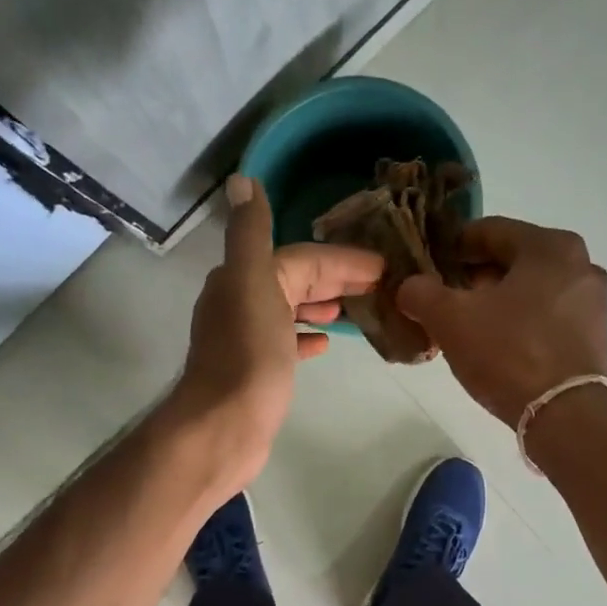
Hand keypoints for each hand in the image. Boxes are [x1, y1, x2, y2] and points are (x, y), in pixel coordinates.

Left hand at [167, 175, 384, 488]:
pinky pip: (285, 343)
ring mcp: (246, 340)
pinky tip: (325, 344)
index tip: (381, 265)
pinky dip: (305, 337)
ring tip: (354, 308)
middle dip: (334, 278)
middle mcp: (239, 302)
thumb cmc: (247, 356)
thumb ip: (250, 233)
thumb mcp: (252, 284)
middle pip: (295, 281)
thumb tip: (242, 180)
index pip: (299, 258)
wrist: (225, 425)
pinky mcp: (255, 372)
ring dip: (320, 305)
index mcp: (242, 278)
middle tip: (380, 284)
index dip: (340, 259)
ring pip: (290, 310)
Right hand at [396, 217, 606, 425]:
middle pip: (512, 261)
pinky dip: (519, 323)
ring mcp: (592, 303)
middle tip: (442, 299)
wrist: (564, 416)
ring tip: (464, 326)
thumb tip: (409, 287)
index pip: (489, 231)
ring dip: (495, 302)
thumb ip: (421, 293)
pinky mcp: (594, 337)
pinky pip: (547, 317)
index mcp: (550, 246)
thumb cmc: (509, 353)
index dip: (452, 246)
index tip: (427, 265)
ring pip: (530, 290)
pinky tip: (496, 346)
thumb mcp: (450, 319)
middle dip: (473, 277)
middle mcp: (581, 265)